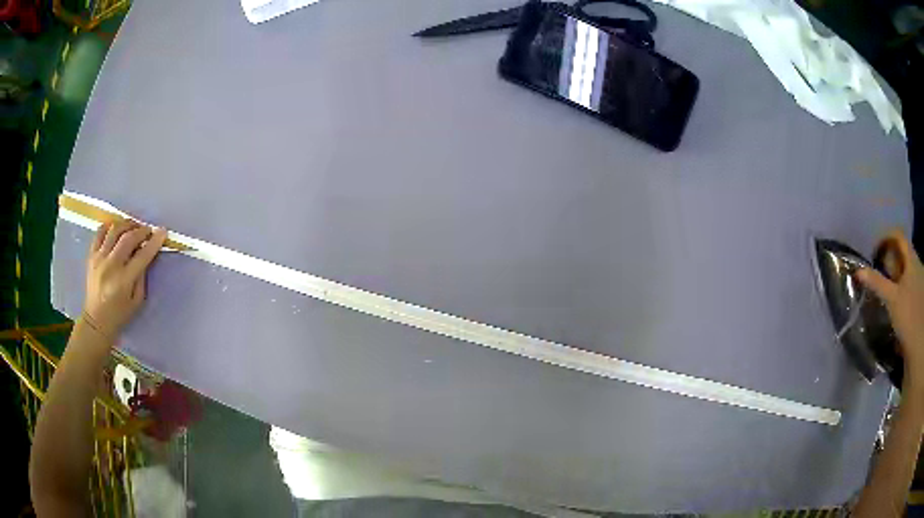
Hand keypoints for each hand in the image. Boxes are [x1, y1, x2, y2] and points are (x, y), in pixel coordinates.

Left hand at [83, 220, 167, 340]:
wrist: (96, 320)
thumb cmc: (119, 314)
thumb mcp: (137, 301)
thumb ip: (141, 276)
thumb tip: (145, 254)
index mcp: (123, 280)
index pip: (142, 255)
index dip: (154, 242)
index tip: (162, 232)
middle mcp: (110, 266)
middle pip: (128, 238)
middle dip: (141, 231)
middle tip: (148, 231)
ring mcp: (99, 258)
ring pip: (114, 230)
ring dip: (127, 225)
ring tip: (133, 227)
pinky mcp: (91, 255)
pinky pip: (100, 232)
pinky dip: (109, 226)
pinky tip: (116, 228)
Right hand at [857, 230, 923, 386]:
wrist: (918, 344)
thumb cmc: (908, 315)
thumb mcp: (891, 299)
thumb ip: (877, 283)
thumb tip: (859, 271)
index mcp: (912, 259)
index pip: (898, 236)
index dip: (886, 238)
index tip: (875, 252)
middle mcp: (916, 265)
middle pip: (902, 254)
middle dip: (890, 260)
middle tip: (879, 273)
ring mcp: (919, 282)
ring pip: (905, 271)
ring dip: (895, 276)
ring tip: (885, 291)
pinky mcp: (918, 298)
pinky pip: (908, 285)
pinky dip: (900, 289)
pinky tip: (895, 303)